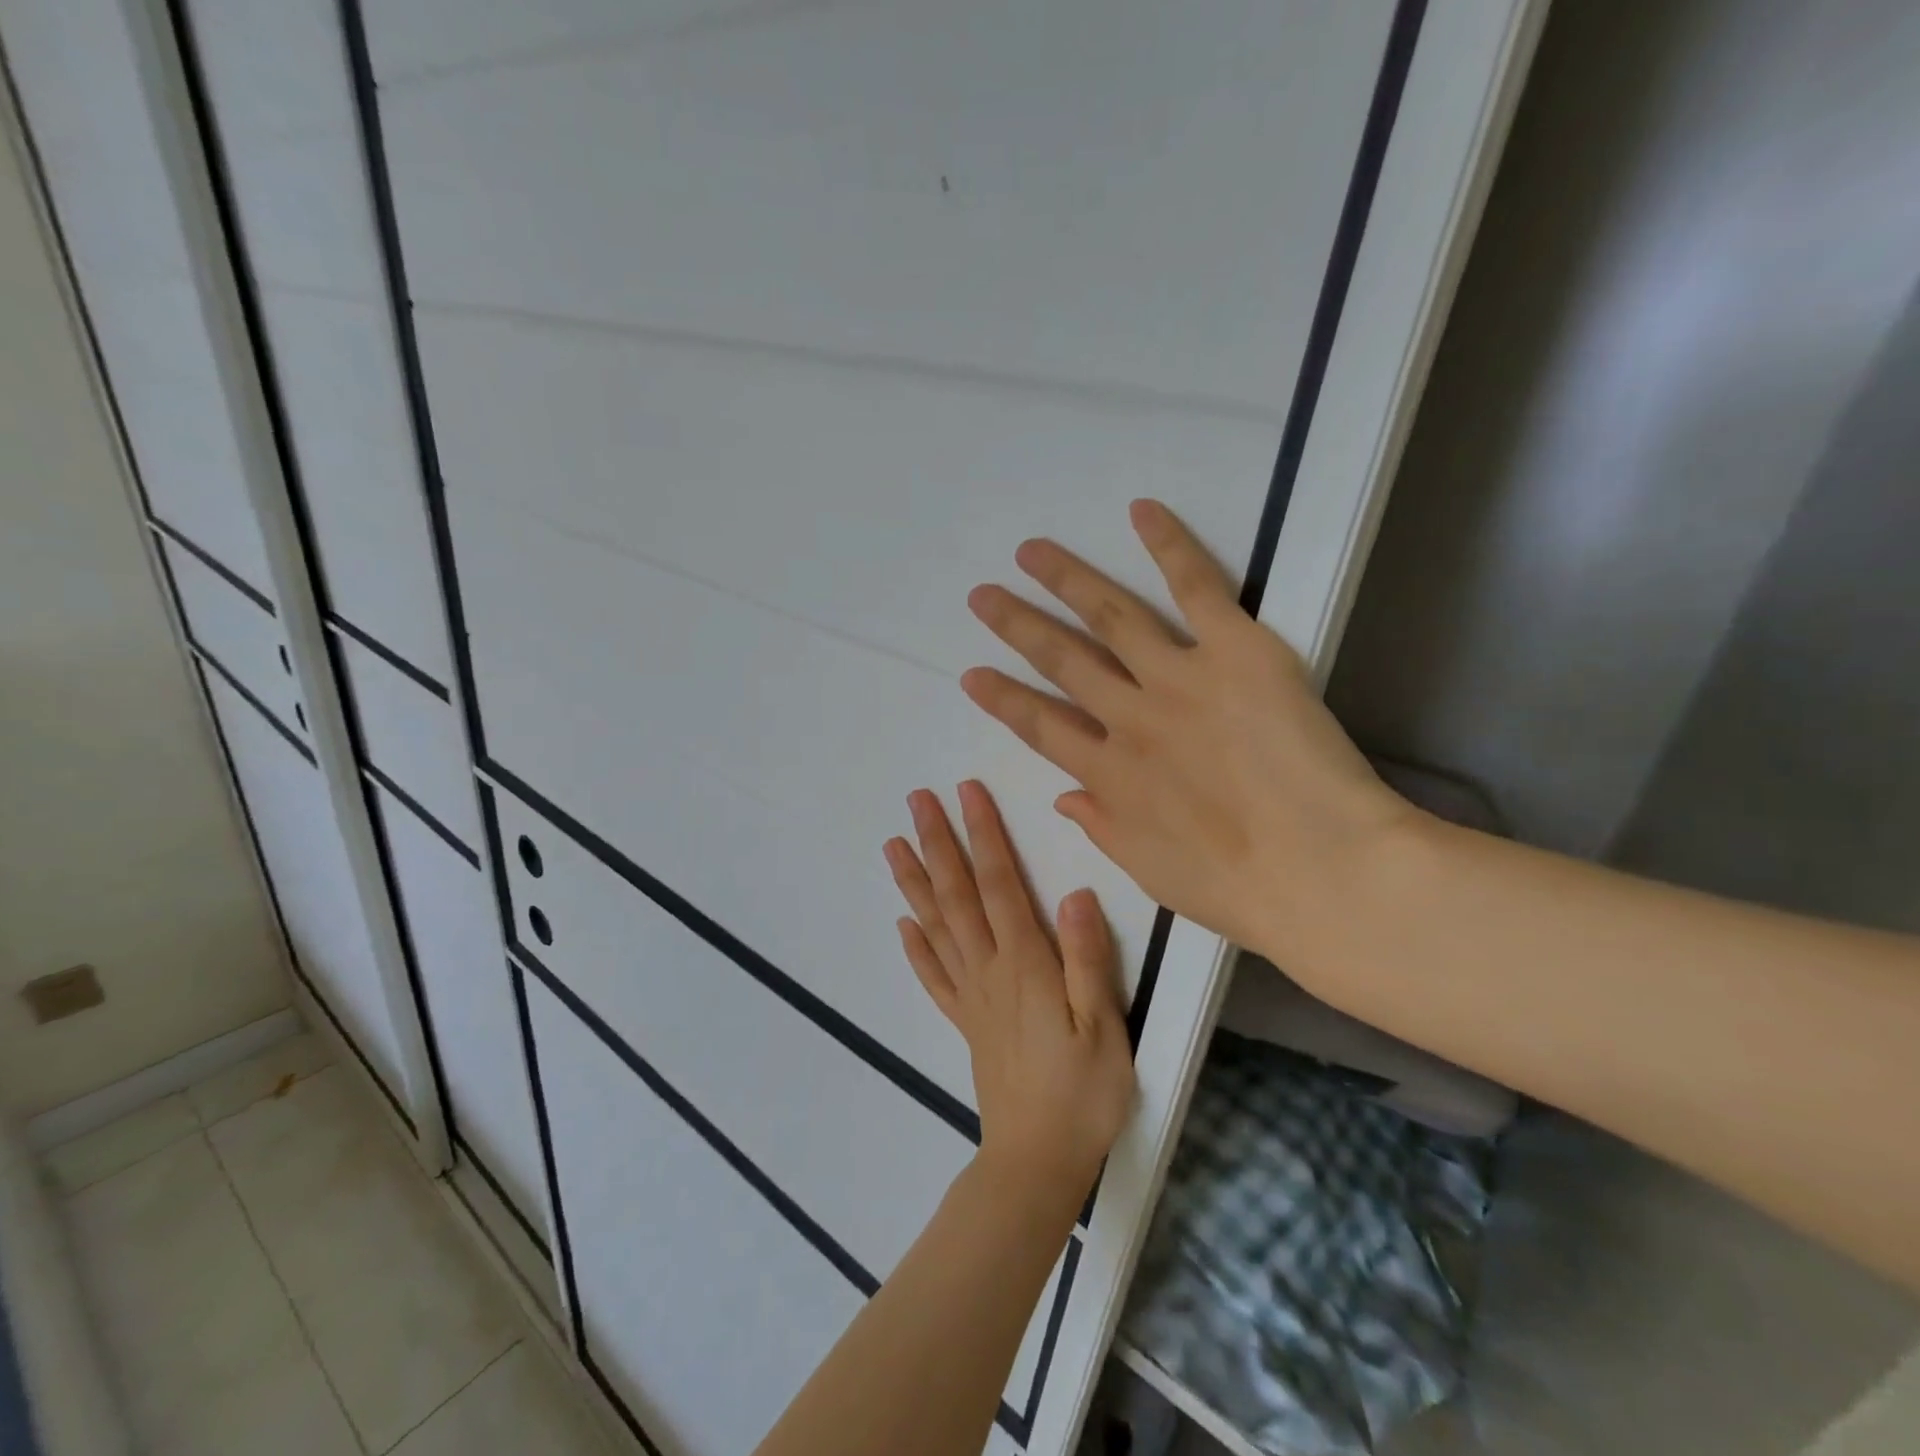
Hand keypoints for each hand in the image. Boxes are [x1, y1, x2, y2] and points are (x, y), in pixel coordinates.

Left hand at [885, 781, 1134, 1200]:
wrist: (1038, 1163)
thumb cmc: (1082, 1094)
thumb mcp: (1104, 1026)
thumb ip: (1087, 958)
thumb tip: (1075, 893)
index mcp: (1024, 963)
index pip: (1000, 884)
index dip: (984, 835)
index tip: (966, 793)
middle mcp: (988, 969)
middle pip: (957, 895)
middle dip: (937, 843)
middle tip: (916, 801)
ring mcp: (971, 996)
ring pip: (936, 927)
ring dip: (914, 882)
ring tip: (893, 845)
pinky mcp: (965, 1022)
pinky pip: (934, 977)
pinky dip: (915, 947)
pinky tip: (902, 924)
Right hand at [960, 499, 1415, 970]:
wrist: (1324, 871)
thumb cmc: (1239, 889)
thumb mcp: (1150, 872)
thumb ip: (1102, 828)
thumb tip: (1064, 796)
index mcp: (1109, 776)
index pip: (1040, 727)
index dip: (1003, 699)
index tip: (972, 674)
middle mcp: (1130, 718)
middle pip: (1062, 661)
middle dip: (1017, 627)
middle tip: (983, 596)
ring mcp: (1179, 679)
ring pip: (1110, 616)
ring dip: (1066, 580)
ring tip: (1031, 552)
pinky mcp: (1236, 652)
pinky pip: (1196, 588)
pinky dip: (1168, 545)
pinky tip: (1140, 510)